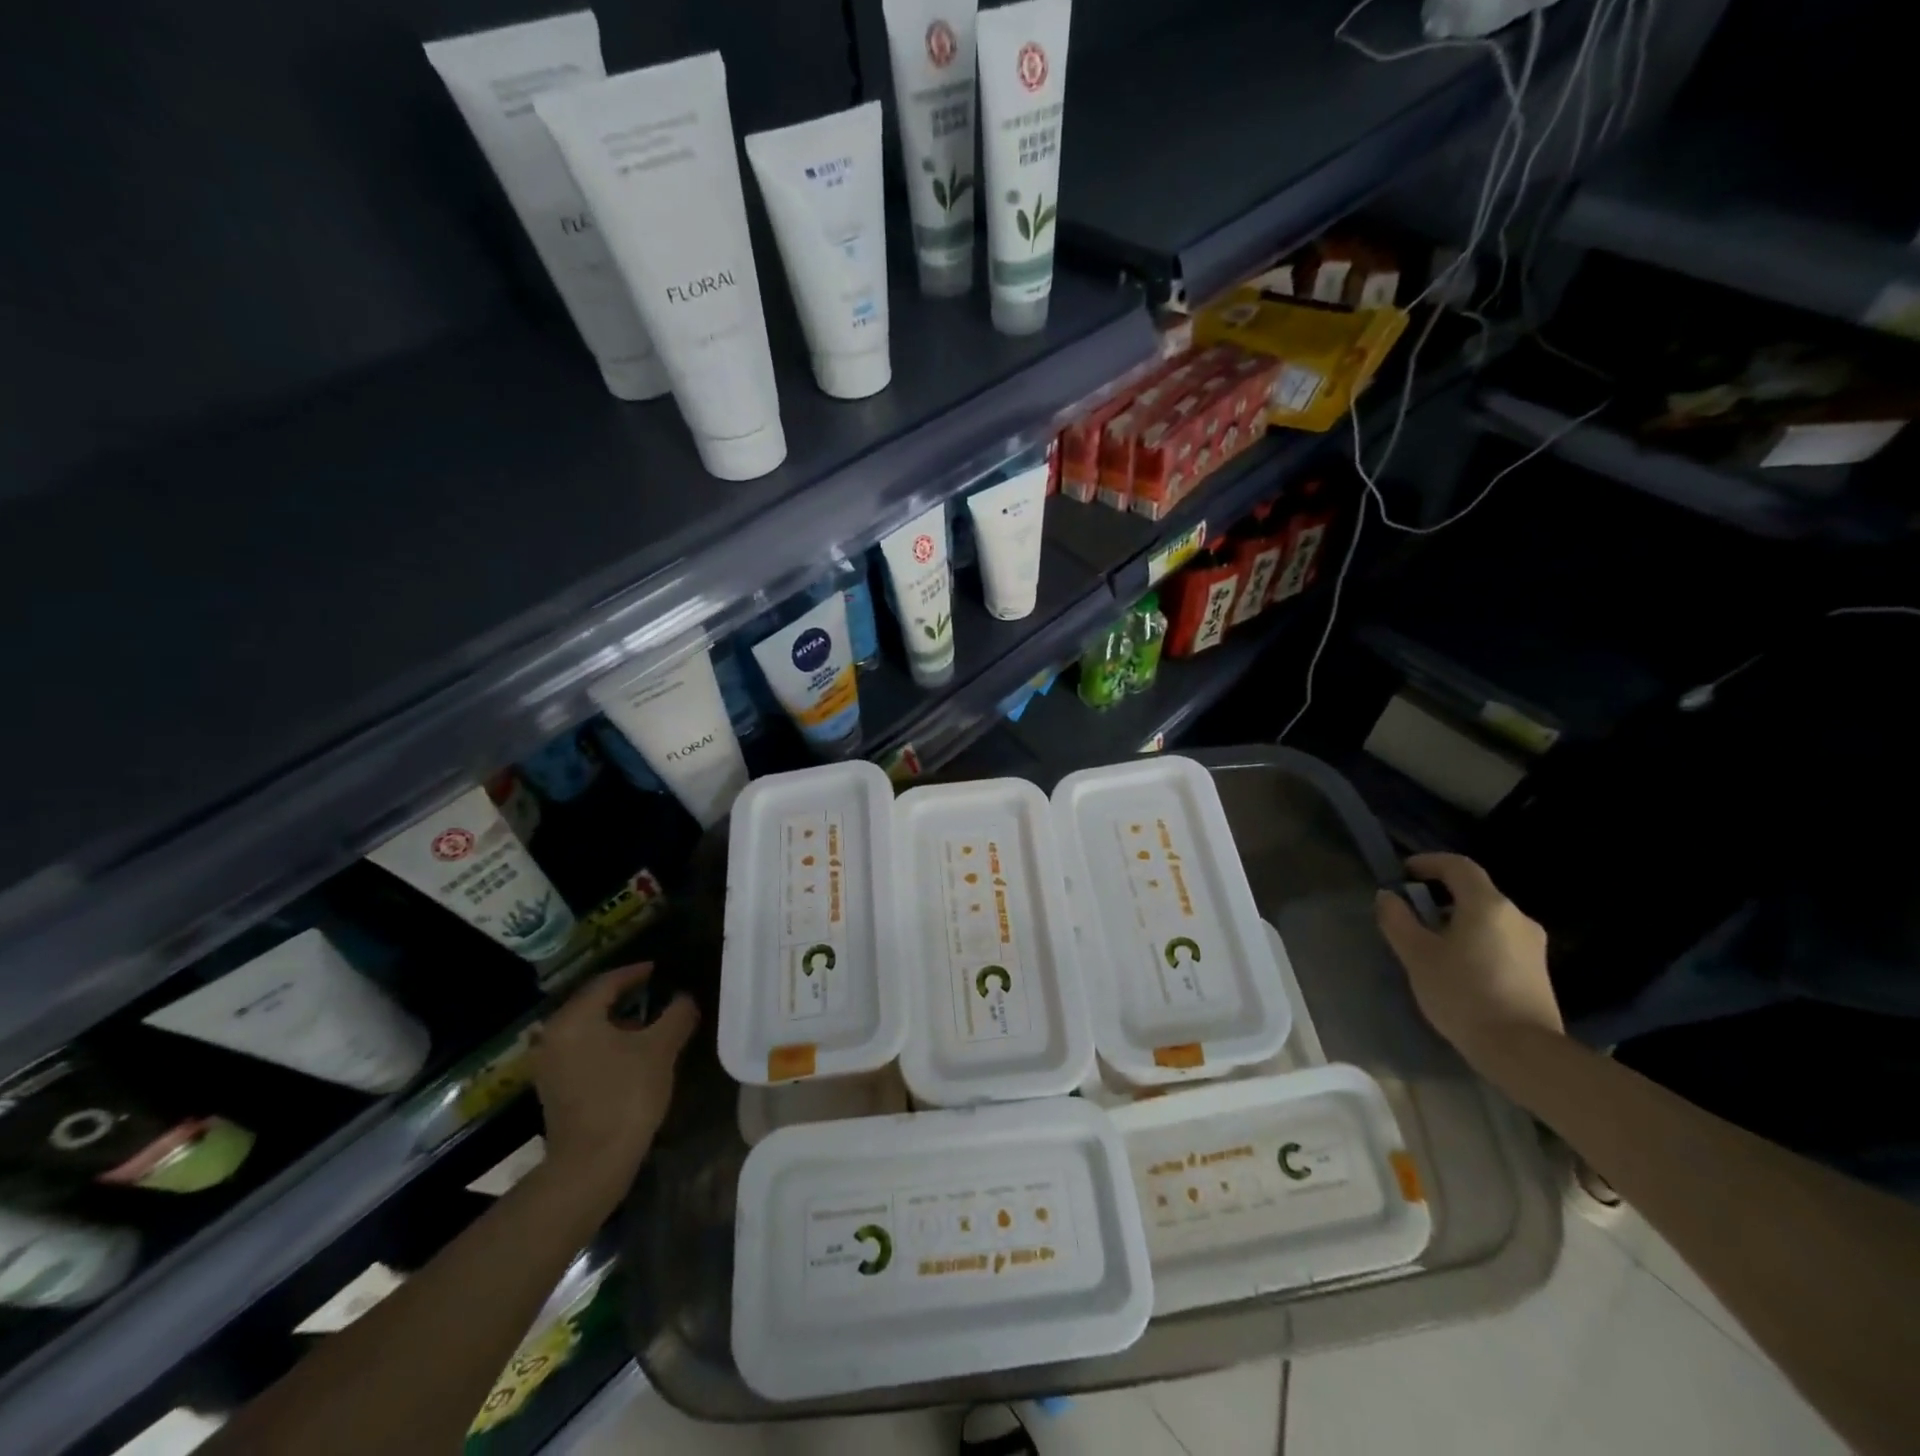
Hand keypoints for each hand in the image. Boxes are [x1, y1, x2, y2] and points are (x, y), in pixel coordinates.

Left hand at [530, 963, 698, 1197]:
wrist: (591, 1164)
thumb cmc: (626, 1095)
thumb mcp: (661, 1049)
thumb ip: (676, 1015)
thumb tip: (684, 998)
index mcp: (575, 1019)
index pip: (607, 982)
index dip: (635, 972)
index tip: (657, 969)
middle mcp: (554, 1035)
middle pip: (592, 1003)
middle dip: (623, 996)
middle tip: (653, 991)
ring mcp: (549, 1064)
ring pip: (586, 1029)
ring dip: (615, 1021)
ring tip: (647, 1023)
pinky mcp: (553, 1088)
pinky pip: (581, 1050)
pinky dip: (604, 1043)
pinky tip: (629, 1053)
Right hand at [1375, 853, 1562, 1067]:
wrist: (1524, 1052)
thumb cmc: (1463, 994)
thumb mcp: (1417, 955)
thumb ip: (1397, 920)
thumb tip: (1388, 897)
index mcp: (1488, 905)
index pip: (1457, 866)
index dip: (1428, 863)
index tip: (1403, 873)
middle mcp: (1516, 917)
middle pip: (1474, 892)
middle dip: (1439, 896)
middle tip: (1411, 914)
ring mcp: (1532, 944)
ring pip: (1487, 918)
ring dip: (1457, 920)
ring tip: (1430, 944)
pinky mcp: (1538, 970)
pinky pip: (1499, 940)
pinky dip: (1474, 940)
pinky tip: (1457, 967)